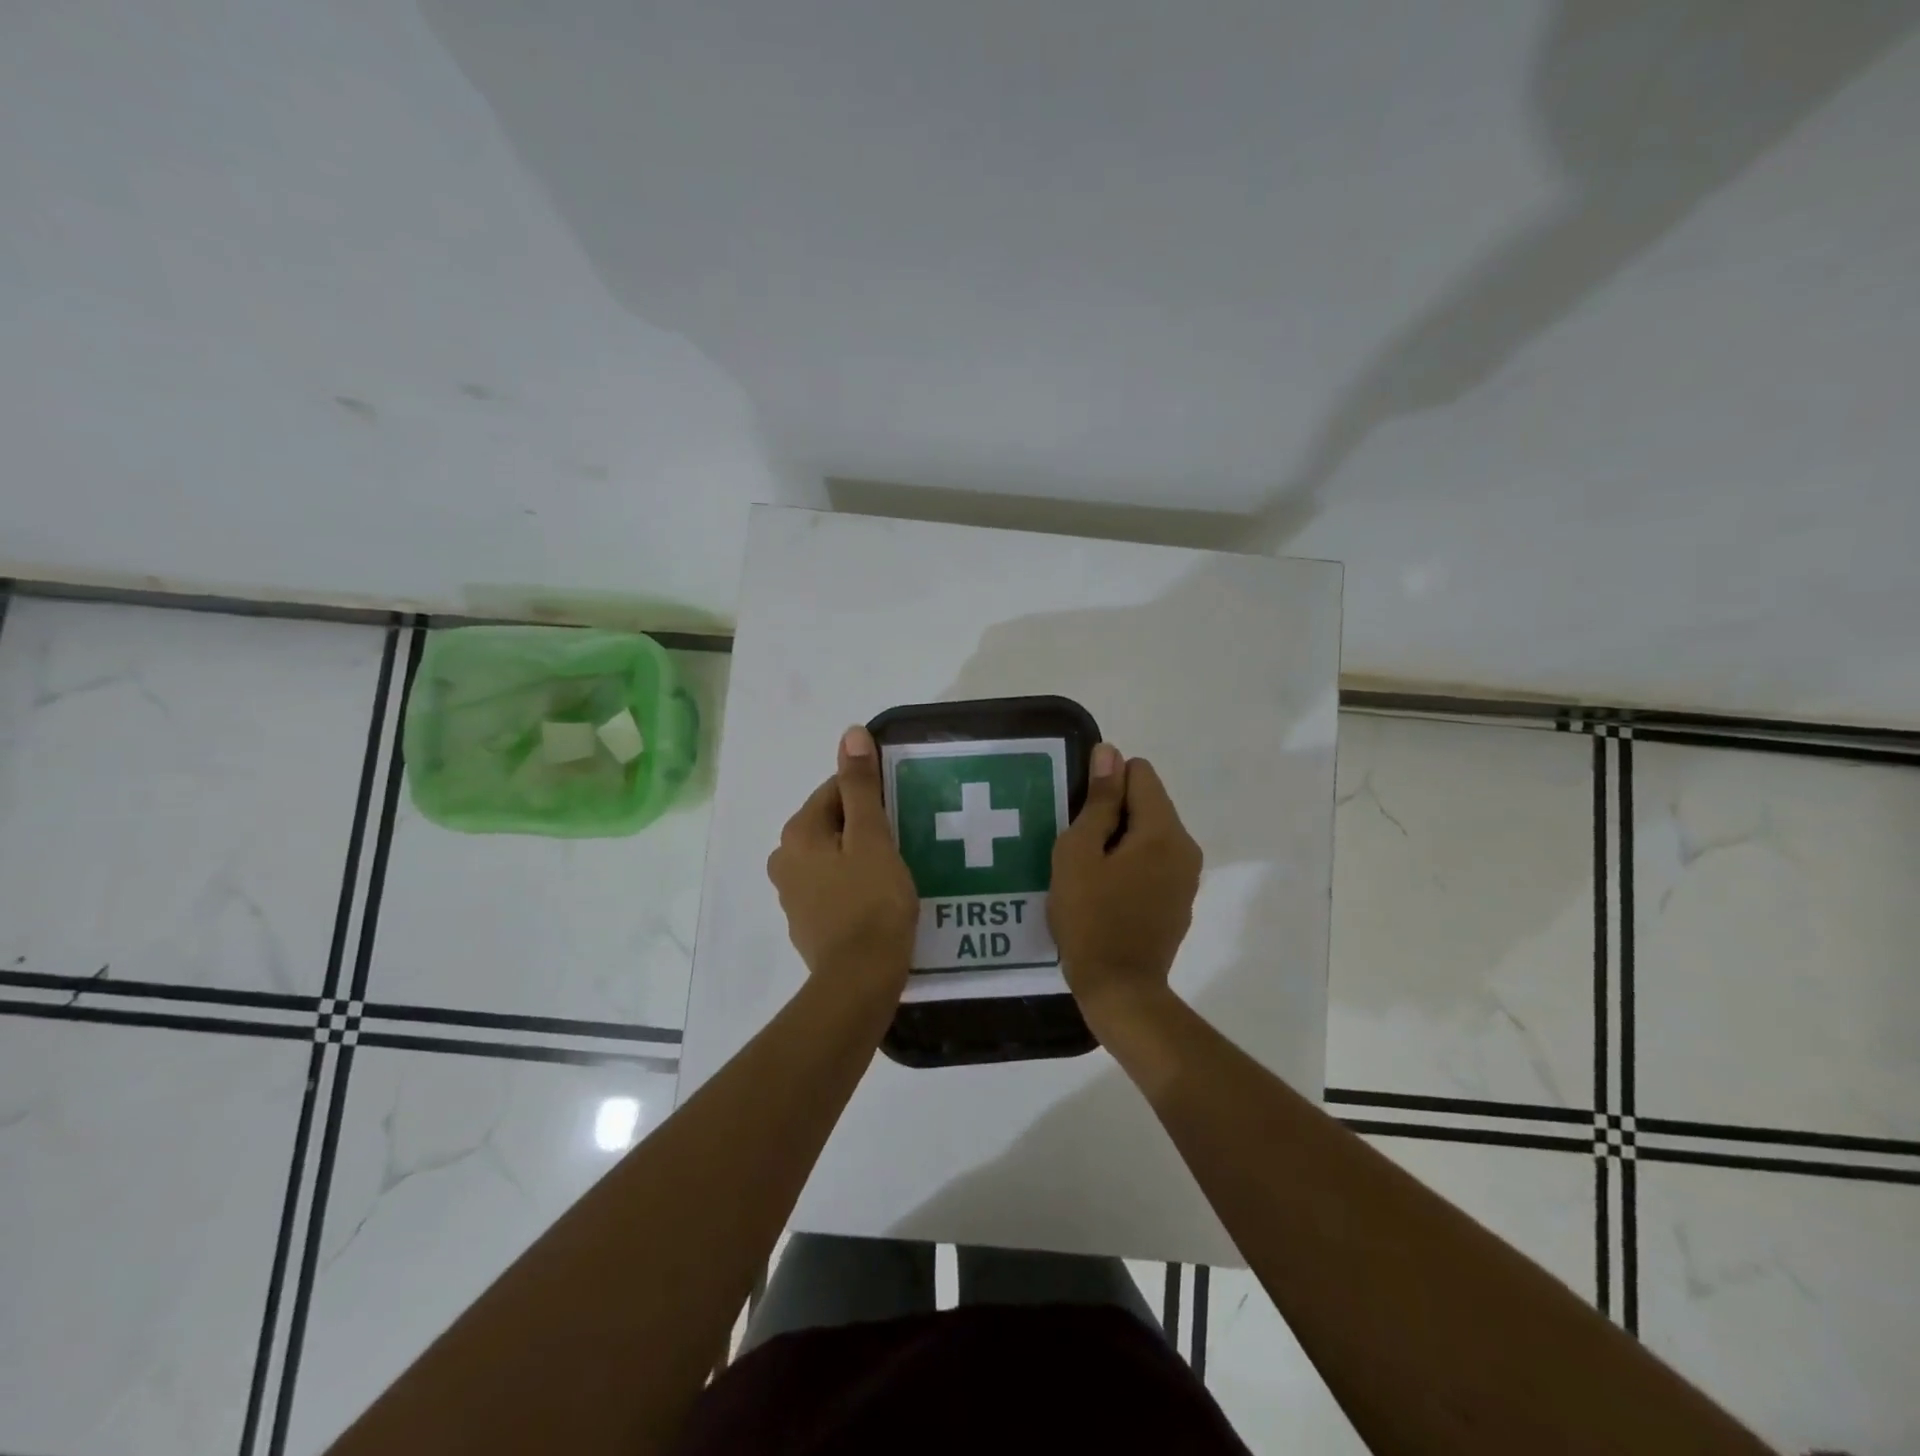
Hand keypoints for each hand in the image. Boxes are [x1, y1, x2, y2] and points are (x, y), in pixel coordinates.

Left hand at [767, 726, 917, 1000]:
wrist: (860, 981)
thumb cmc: (872, 902)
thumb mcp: (872, 837)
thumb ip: (861, 786)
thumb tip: (850, 733)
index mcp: (798, 833)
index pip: (833, 790)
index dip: (870, 795)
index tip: (900, 810)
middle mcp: (784, 859)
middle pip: (831, 823)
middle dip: (864, 826)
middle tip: (903, 840)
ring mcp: (792, 894)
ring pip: (831, 855)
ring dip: (859, 854)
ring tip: (896, 868)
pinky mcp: (806, 922)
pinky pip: (832, 886)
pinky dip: (852, 883)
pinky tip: (879, 897)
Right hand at [1049, 745, 1203, 1019]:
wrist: (1120, 990)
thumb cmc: (1090, 918)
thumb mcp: (1079, 852)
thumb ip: (1097, 800)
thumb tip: (1110, 752)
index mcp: (1163, 830)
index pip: (1140, 773)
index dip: (1105, 784)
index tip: (1080, 815)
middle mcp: (1185, 846)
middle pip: (1147, 802)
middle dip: (1112, 813)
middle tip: (1078, 848)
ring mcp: (1187, 876)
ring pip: (1150, 833)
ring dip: (1120, 840)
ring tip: (1089, 871)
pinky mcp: (1180, 900)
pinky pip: (1155, 861)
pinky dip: (1131, 864)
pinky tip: (1107, 893)